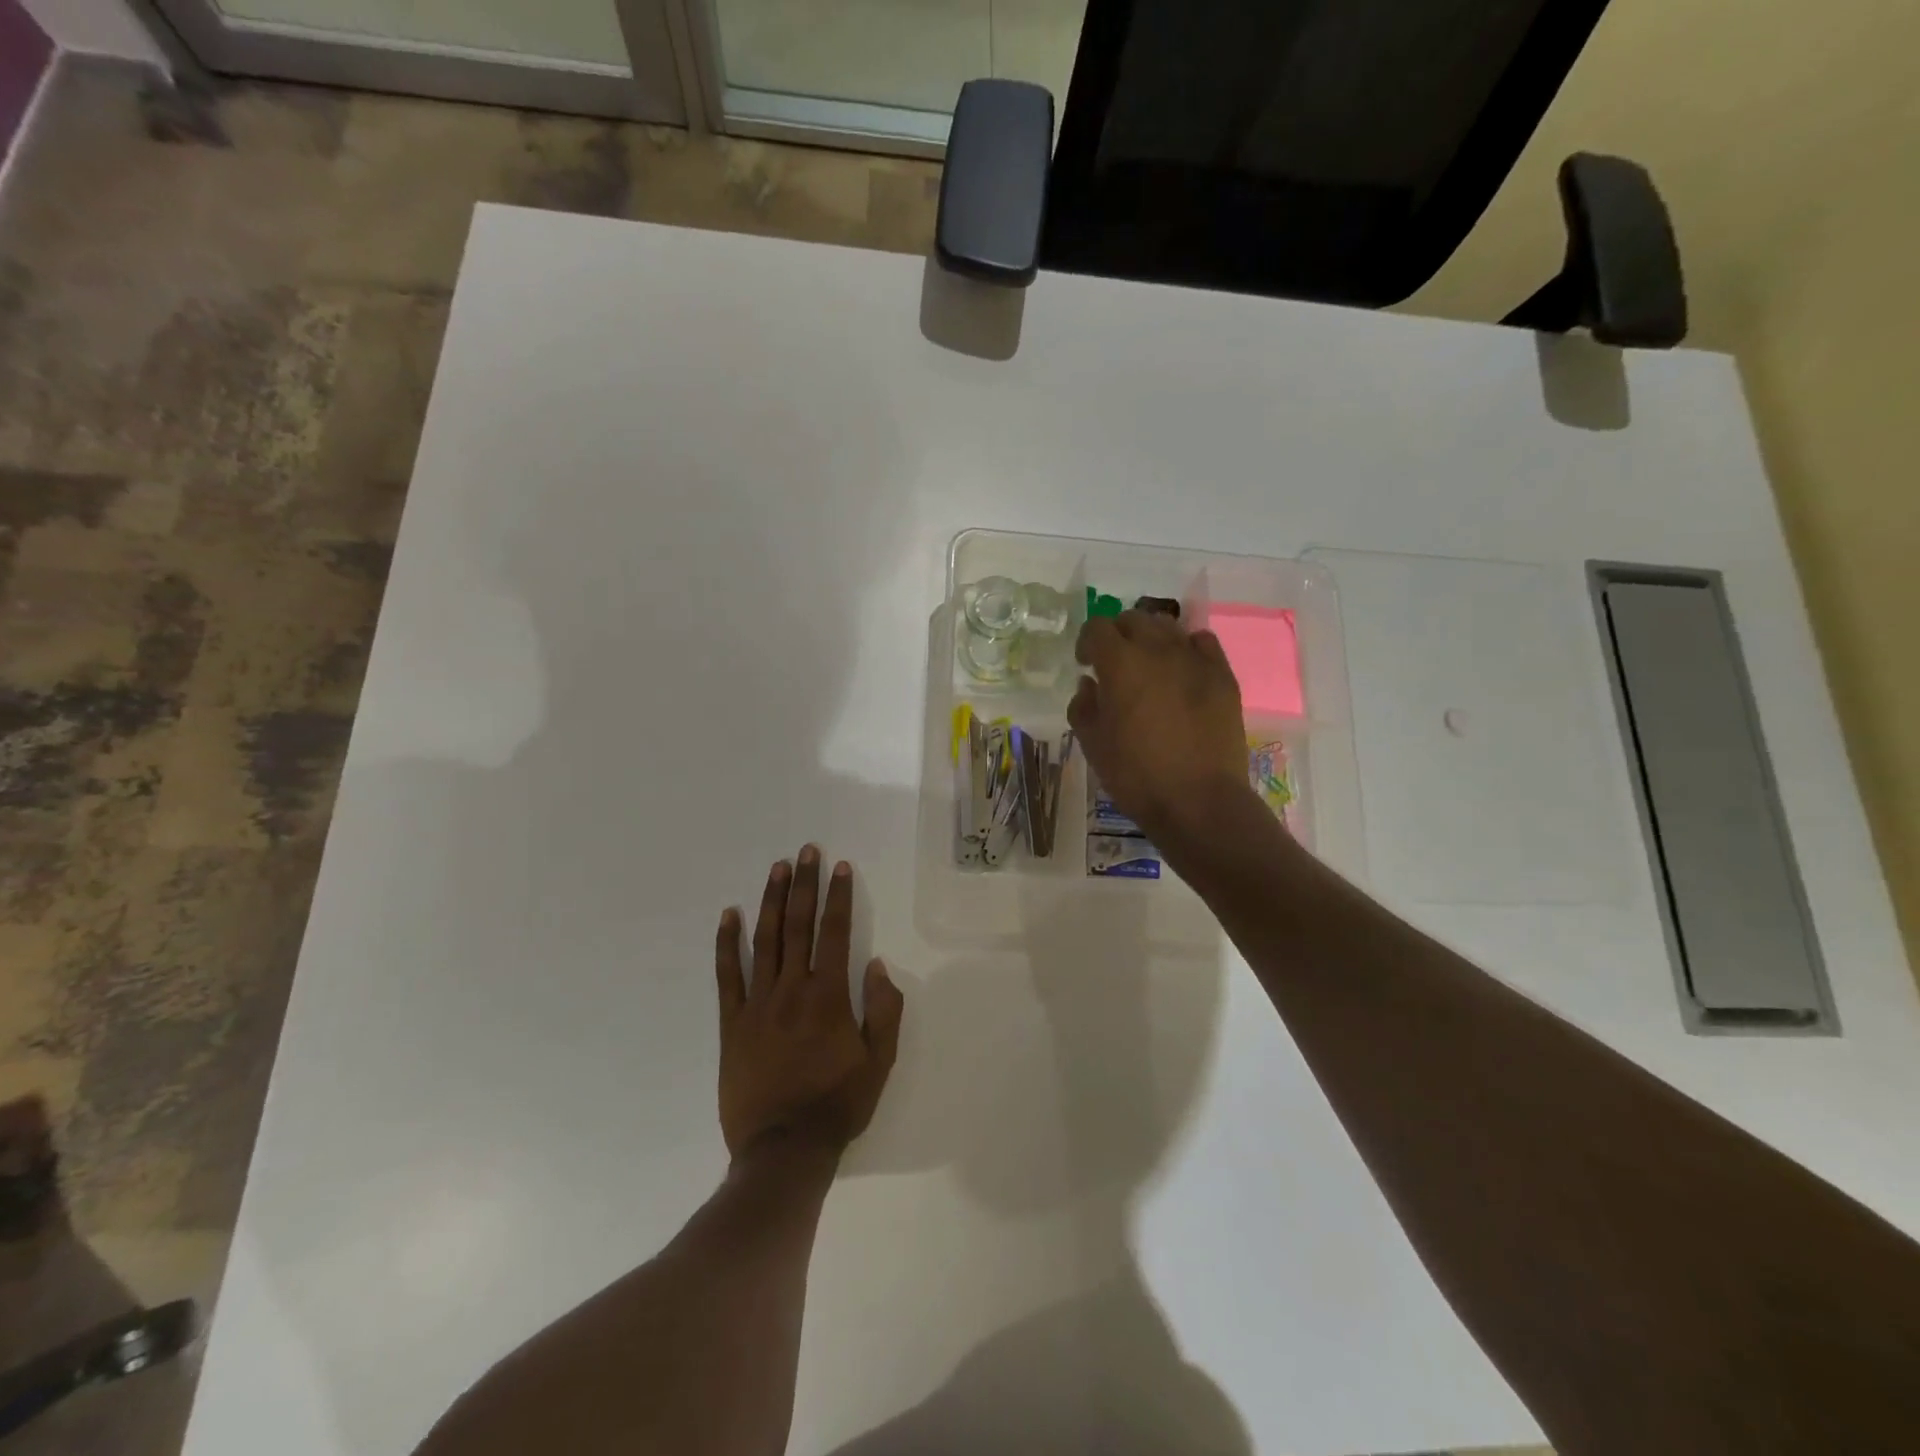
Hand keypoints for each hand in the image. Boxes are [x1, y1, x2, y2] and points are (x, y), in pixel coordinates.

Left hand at [715, 847, 903, 1159]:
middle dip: (804, 884)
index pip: (836, 933)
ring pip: (765, 940)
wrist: (783, 1150)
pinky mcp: (732, 1023)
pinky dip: (727, 943)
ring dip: (771, 900)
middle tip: (806, 851)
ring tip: (777, 868)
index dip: (838, 897)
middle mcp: (792, 989)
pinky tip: (729, 915)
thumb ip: (883, 1010)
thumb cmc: (837, 1105)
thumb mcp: (879, 1062)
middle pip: (798, 925)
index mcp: (829, 996)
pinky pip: (727, 975)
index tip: (839, 867)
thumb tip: (876, 965)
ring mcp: (757, 1004)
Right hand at [1069, 611, 1252, 839]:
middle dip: (1119, 635)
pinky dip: (1187, 647)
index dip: (1087, 642)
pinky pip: (1203, 642)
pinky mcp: (1222, 675)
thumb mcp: (1093, 745)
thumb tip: (1089, 684)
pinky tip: (1183, 670)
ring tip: (1149, 666)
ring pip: (1169, 627)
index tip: (1085, 664)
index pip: (1097, 628)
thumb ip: (1083, 706)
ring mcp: (1195, 659)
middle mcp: (1157, 650)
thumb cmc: (1136, 775)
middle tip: (1115, 664)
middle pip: (1134, 619)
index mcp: (1120, 663)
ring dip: (1152, 638)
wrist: (1198, 801)